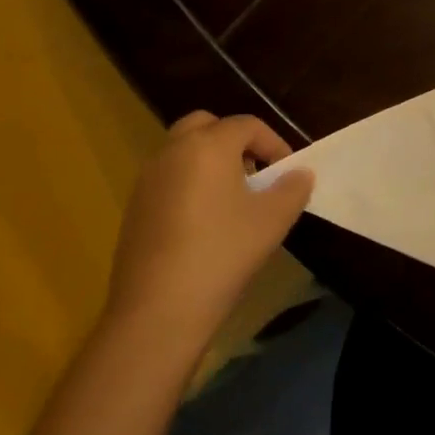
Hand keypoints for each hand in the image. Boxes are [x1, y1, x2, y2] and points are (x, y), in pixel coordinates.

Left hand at [105, 113, 314, 349]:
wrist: (158, 310)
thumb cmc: (223, 253)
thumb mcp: (273, 220)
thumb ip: (293, 189)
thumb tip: (300, 173)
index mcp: (208, 145)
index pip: (247, 125)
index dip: (274, 143)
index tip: (288, 172)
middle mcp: (173, 151)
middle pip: (206, 126)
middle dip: (234, 142)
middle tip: (255, 173)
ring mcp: (147, 179)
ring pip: (183, 152)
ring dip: (210, 162)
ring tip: (233, 201)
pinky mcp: (134, 208)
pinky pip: (168, 179)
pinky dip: (189, 185)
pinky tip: (204, 224)